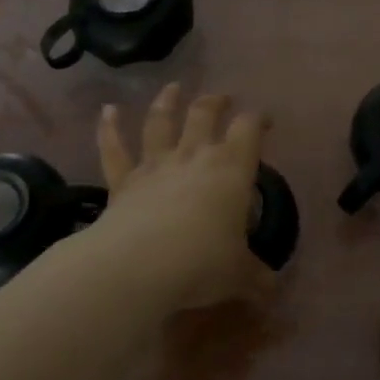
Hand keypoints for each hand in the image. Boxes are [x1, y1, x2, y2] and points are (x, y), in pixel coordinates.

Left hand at [91, 84, 277, 311]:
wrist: (139, 266)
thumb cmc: (202, 263)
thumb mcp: (241, 275)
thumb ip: (258, 278)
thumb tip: (272, 291)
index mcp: (231, 169)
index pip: (249, 130)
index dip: (258, 120)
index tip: (265, 120)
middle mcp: (194, 157)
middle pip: (204, 115)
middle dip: (215, 102)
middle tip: (222, 98)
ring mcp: (155, 166)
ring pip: (160, 123)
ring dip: (167, 102)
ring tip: (173, 87)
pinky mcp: (122, 183)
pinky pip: (114, 150)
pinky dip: (109, 128)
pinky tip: (107, 111)